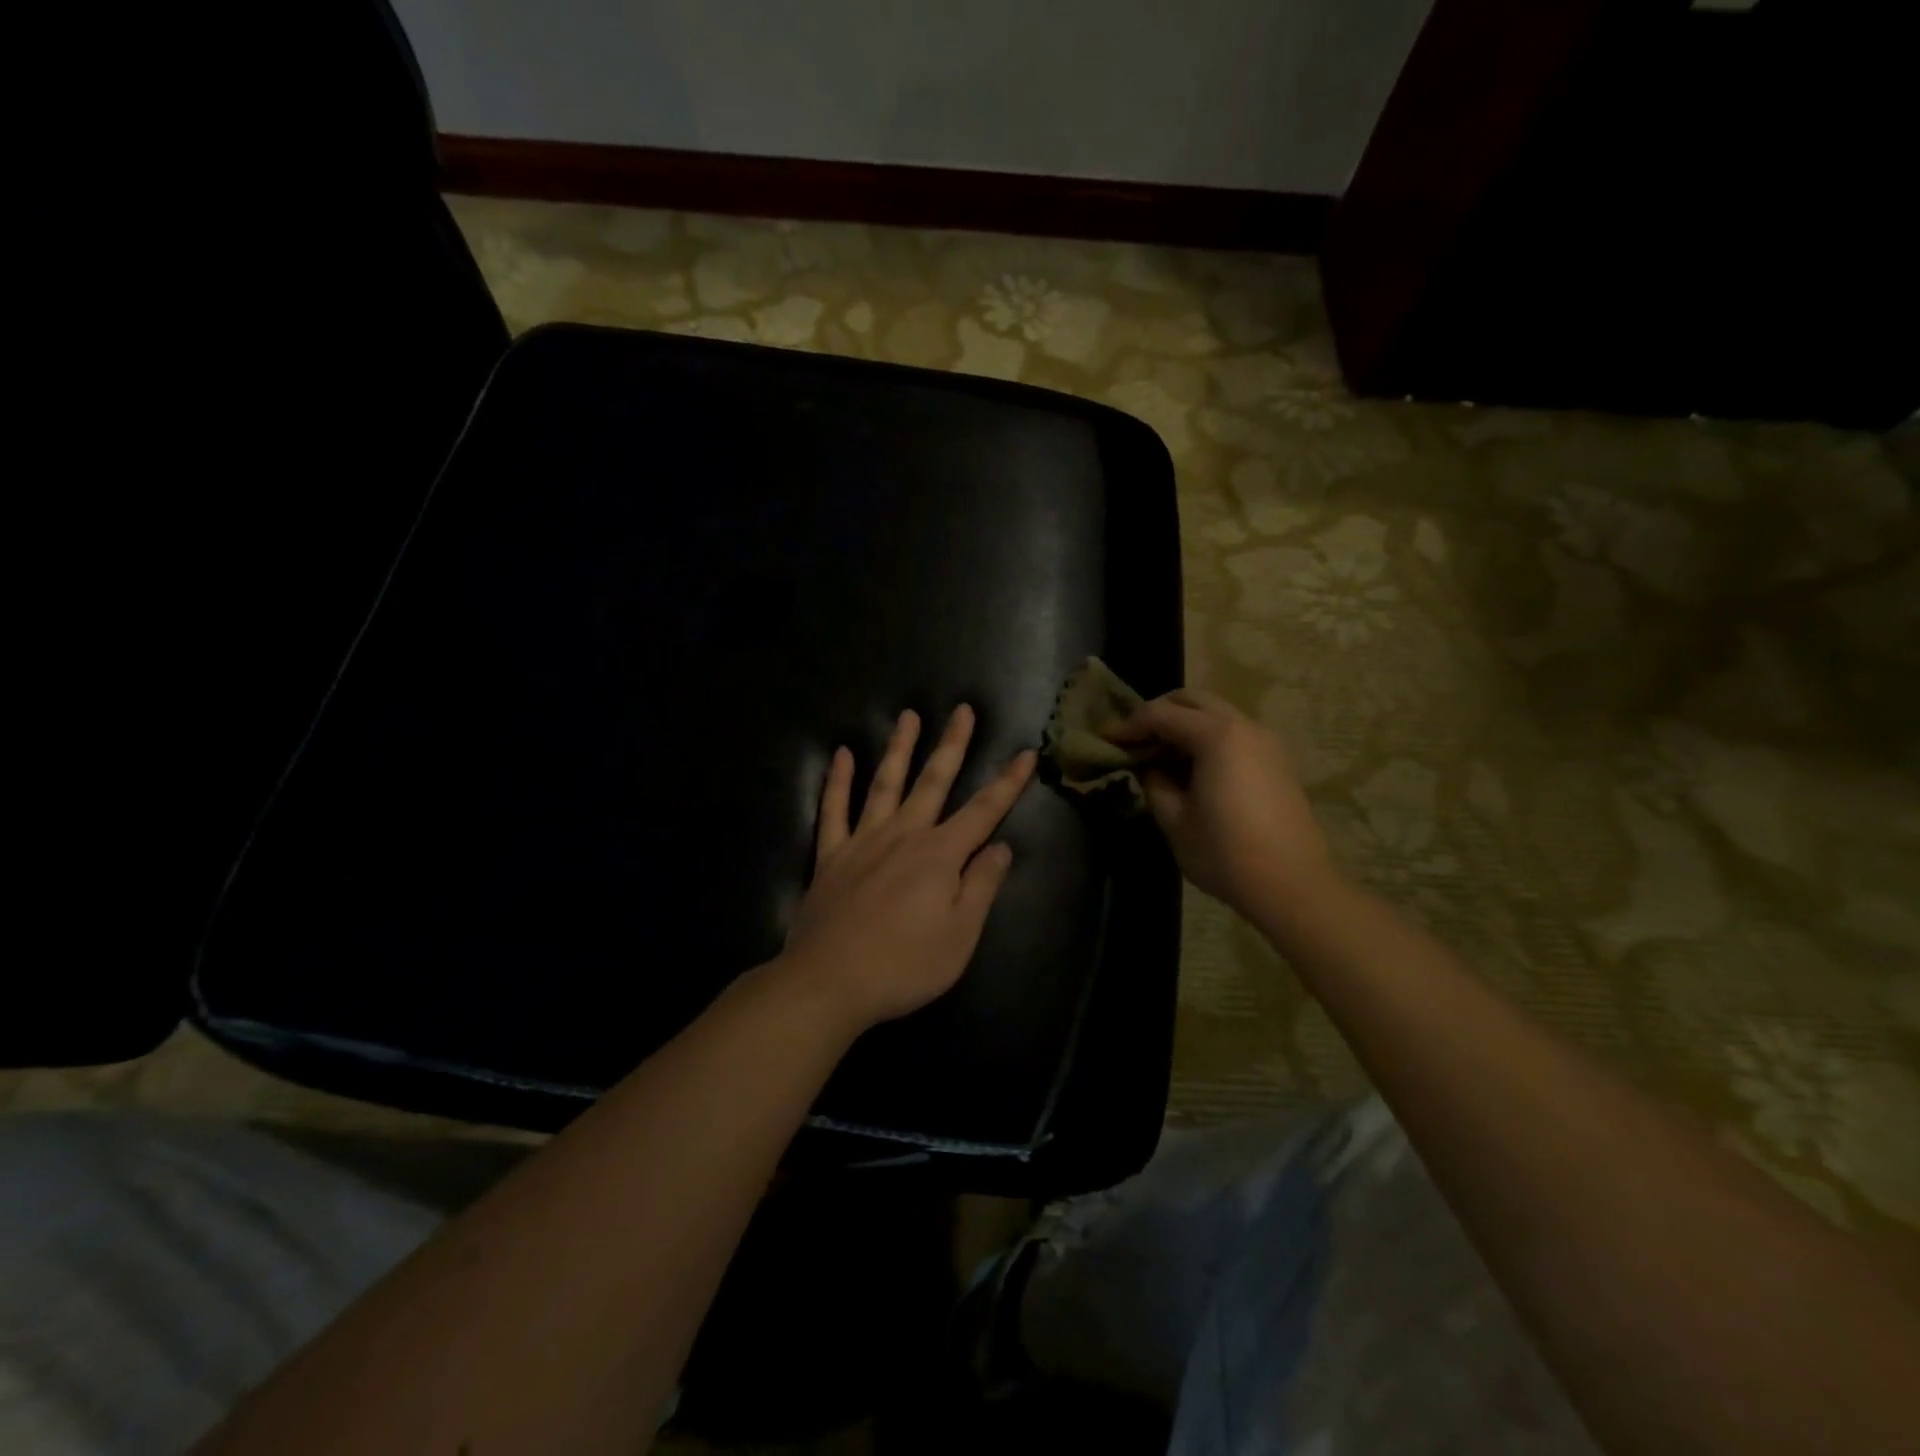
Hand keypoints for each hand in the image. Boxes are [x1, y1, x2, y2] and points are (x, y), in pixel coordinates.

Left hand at [778, 705, 1036, 1034]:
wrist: (829, 982)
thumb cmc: (904, 966)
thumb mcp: (960, 936)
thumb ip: (981, 886)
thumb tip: (1001, 847)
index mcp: (940, 855)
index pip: (984, 810)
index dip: (1008, 782)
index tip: (1026, 753)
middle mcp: (904, 835)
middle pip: (933, 781)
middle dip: (952, 744)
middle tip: (962, 710)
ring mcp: (863, 841)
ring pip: (885, 783)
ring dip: (899, 748)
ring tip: (908, 715)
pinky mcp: (831, 855)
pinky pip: (833, 809)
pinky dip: (837, 780)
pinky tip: (841, 755)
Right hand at [1110, 689, 1337, 922]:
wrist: (1293, 886)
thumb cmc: (1226, 854)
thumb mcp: (1175, 821)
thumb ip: (1154, 783)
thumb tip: (1148, 767)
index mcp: (1216, 736)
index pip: (1161, 714)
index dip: (1129, 725)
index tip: (1106, 740)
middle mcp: (1244, 726)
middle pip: (1192, 700)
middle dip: (1158, 713)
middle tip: (1134, 739)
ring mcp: (1266, 740)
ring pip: (1216, 713)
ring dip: (1184, 724)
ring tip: (1160, 755)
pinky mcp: (1277, 760)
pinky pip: (1234, 732)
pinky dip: (1207, 737)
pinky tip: (1192, 768)